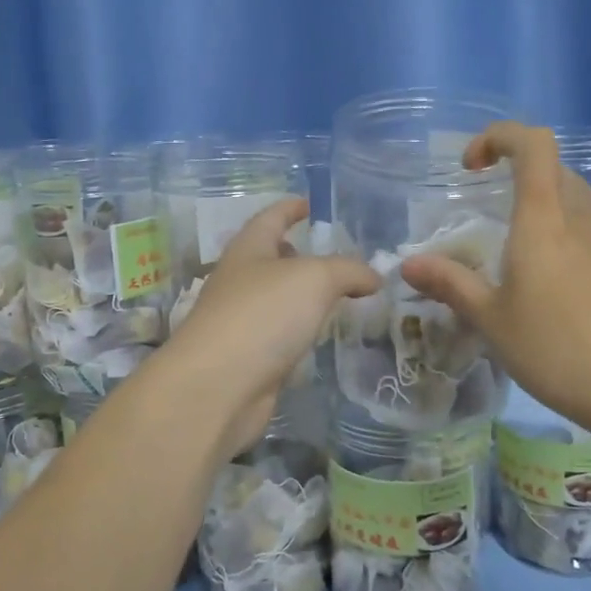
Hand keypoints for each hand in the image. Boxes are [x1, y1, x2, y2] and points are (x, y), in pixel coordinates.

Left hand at [168, 197, 378, 458]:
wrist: (217, 387)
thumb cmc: (262, 316)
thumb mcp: (315, 279)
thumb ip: (348, 271)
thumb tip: (372, 277)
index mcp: (248, 251)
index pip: (270, 219)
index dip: (289, 208)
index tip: (308, 203)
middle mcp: (239, 282)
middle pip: (268, 258)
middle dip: (295, 253)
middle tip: (330, 255)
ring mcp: (239, 322)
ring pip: (274, 298)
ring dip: (299, 294)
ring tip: (334, 294)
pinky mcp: (247, 358)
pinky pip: (277, 333)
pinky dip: (297, 328)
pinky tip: (317, 334)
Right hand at [398, 123, 590, 438]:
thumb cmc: (555, 348)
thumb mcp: (491, 319)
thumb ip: (450, 284)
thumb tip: (409, 264)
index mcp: (543, 220)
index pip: (533, 145)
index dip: (499, 137)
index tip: (470, 166)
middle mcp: (578, 221)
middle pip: (554, 167)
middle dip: (516, 168)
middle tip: (484, 200)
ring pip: (572, 199)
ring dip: (539, 201)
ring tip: (507, 244)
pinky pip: (584, 232)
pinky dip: (557, 234)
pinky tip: (541, 281)